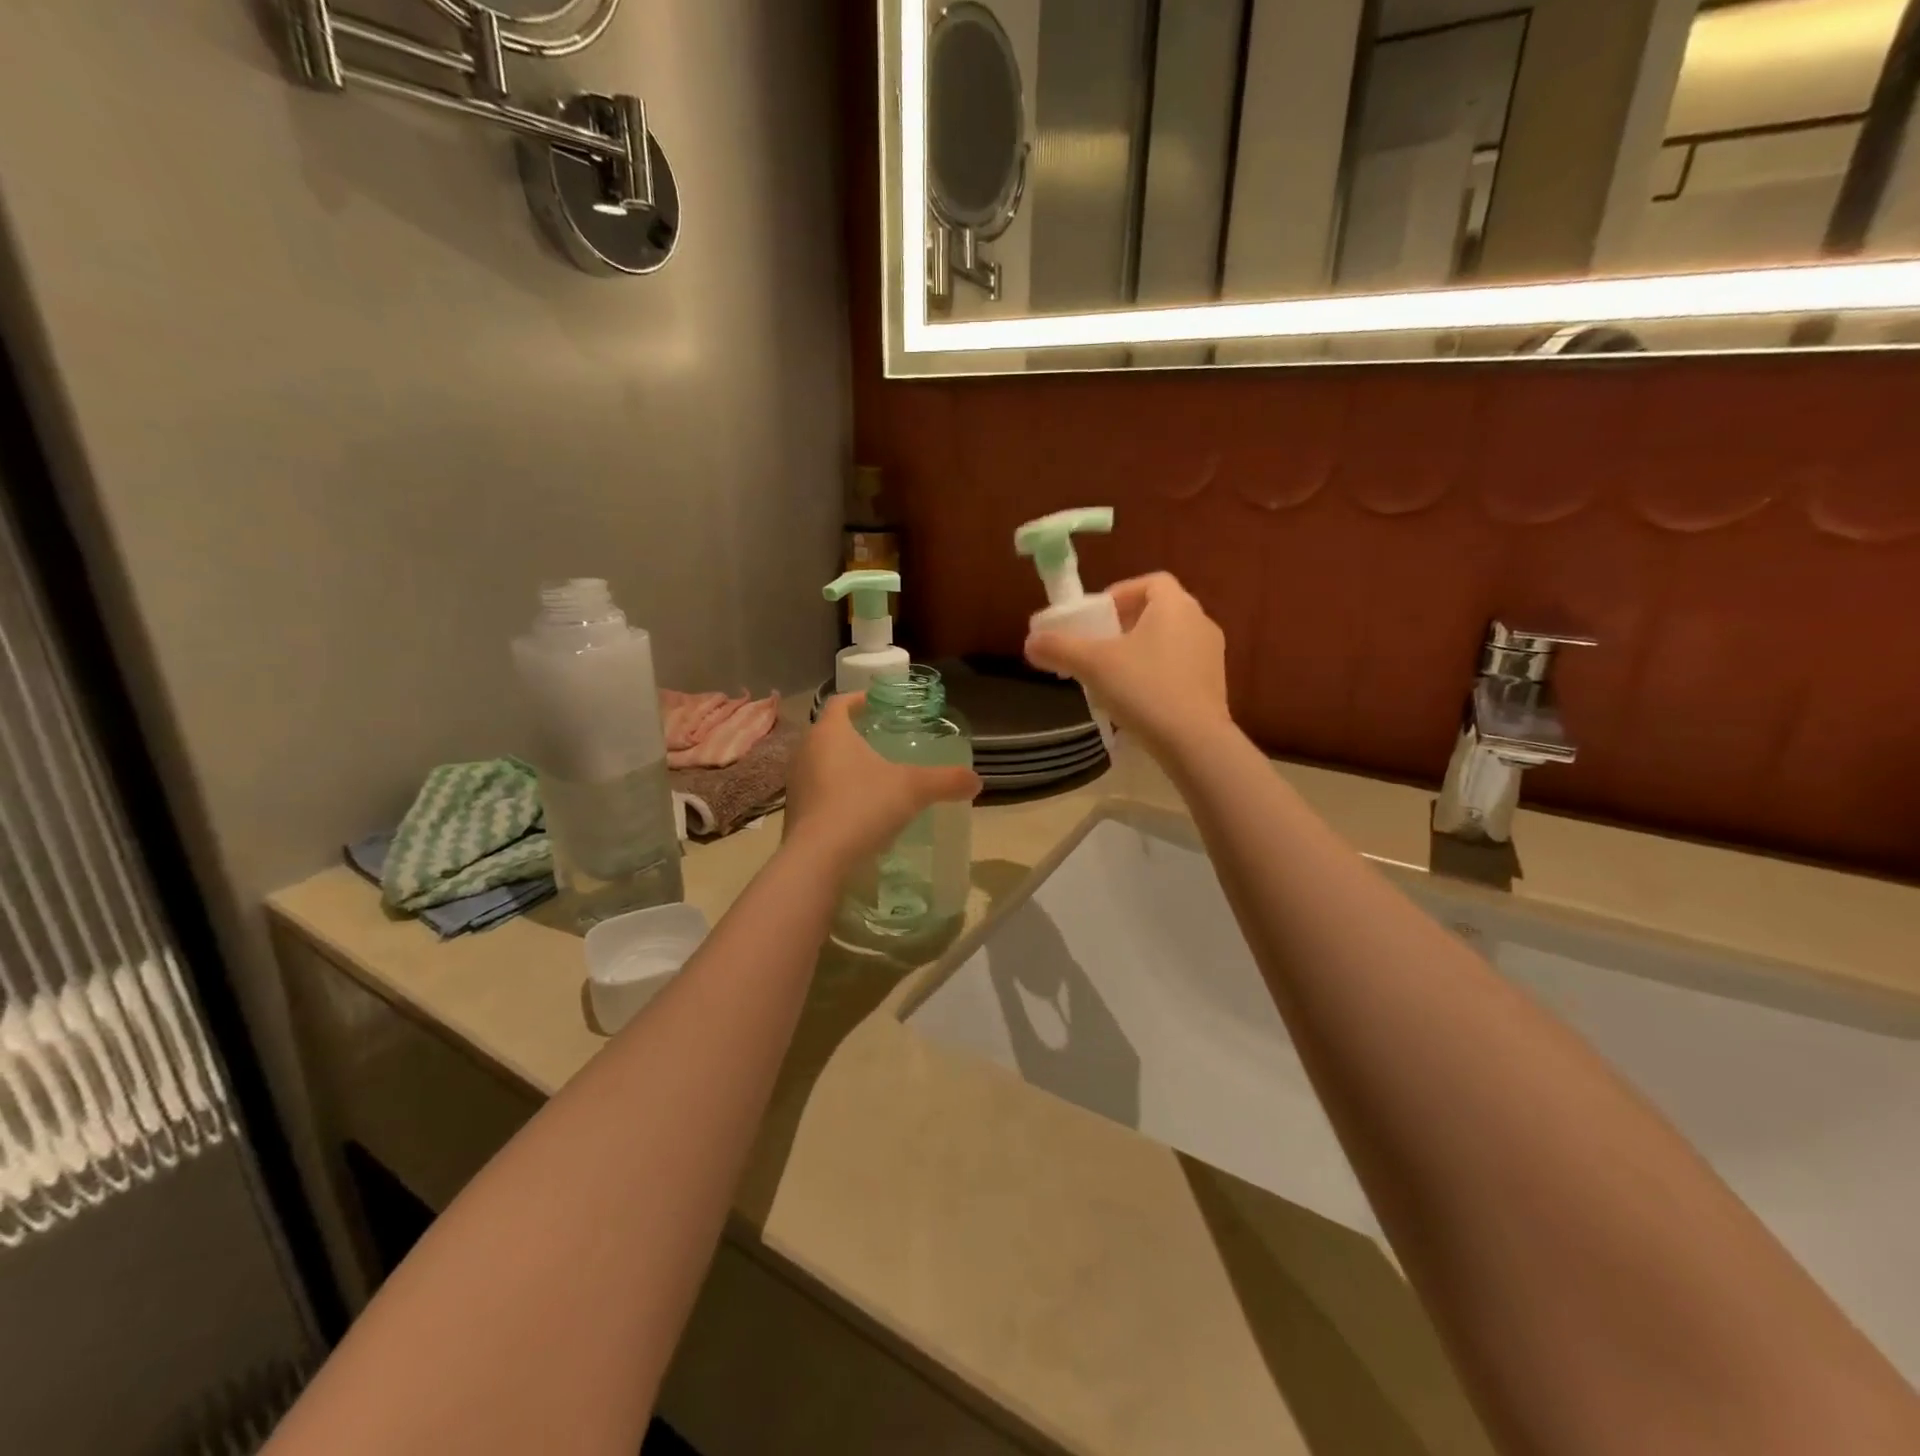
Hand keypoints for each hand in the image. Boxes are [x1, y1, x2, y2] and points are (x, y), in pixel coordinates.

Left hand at [782, 694, 981, 868]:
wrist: (818, 858)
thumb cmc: (863, 806)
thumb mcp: (914, 789)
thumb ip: (946, 781)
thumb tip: (977, 780)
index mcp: (830, 732)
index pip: (840, 703)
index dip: (858, 699)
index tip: (874, 702)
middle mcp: (806, 751)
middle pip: (828, 732)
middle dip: (851, 733)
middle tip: (878, 738)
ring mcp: (795, 783)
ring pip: (820, 762)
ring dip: (841, 764)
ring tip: (869, 774)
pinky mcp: (794, 813)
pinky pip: (816, 792)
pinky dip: (834, 792)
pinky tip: (856, 808)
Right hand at [1024, 572, 1231, 757]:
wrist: (1194, 742)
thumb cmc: (1144, 689)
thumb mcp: (1092, 665)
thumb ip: (1059, 648)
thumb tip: (1030, 642)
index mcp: (1176, 606)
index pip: (1151, 582)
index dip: (1121, 593)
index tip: (1097, 616)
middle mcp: (1200, 622)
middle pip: (1160, 611)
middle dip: (1126, 624)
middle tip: (1099, 645)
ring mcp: (1212, 655)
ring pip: (1170, 641)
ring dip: (1141, 650)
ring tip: (1113, 674)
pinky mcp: (1215, 686)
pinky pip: (1181, 667)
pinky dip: (1157, 673)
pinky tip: (1137, 699)